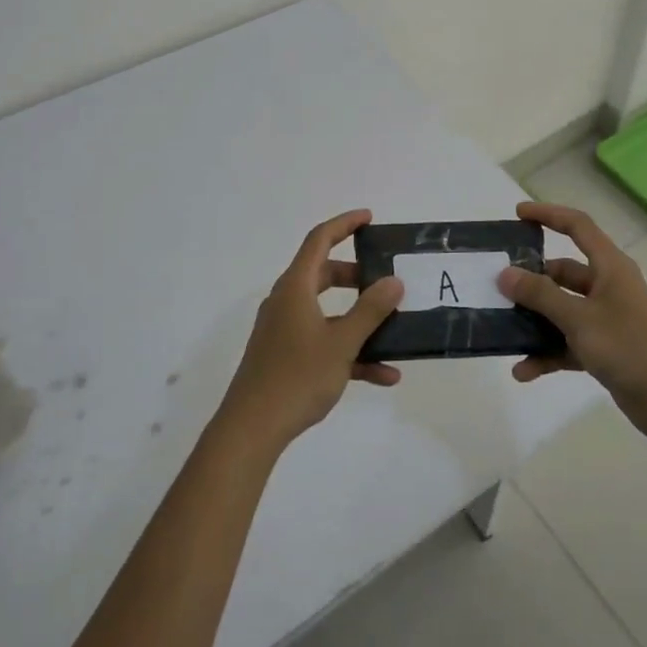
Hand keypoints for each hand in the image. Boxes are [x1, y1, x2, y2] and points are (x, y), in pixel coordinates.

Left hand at [215, 209, 403, 452]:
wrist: (252, 428)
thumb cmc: (297, 376)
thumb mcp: (342, 342)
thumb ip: (370, 310)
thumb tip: (394, 281)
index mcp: (295, 288)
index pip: (319, 240)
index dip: (344, 224)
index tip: (369, 218)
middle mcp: (287, 302)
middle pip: (324, 274)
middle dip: (357, 276)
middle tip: (384, 279)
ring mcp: (284, 330)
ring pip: (327, 311)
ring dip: (359, 319)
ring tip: (392, 328)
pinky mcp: (286, 356)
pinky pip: (323, 342)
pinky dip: (350, 351)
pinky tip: (383, 375)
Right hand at [497, 201, 646, 443]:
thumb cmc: (629, 346)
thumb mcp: (579, 318)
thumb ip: (540, 295)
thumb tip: (505, 274)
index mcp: (609, 267)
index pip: (577, 226)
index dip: (548, 215)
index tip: (517, 215)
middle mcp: (608, 287)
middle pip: (563, 273)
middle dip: (531, 280)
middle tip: (497, 286)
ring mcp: (606, 319)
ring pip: (561, 310)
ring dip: (534, 322)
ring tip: (502, 330)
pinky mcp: (604, 349)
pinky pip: (567, 343)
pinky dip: (547, 354)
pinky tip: (523, 371)